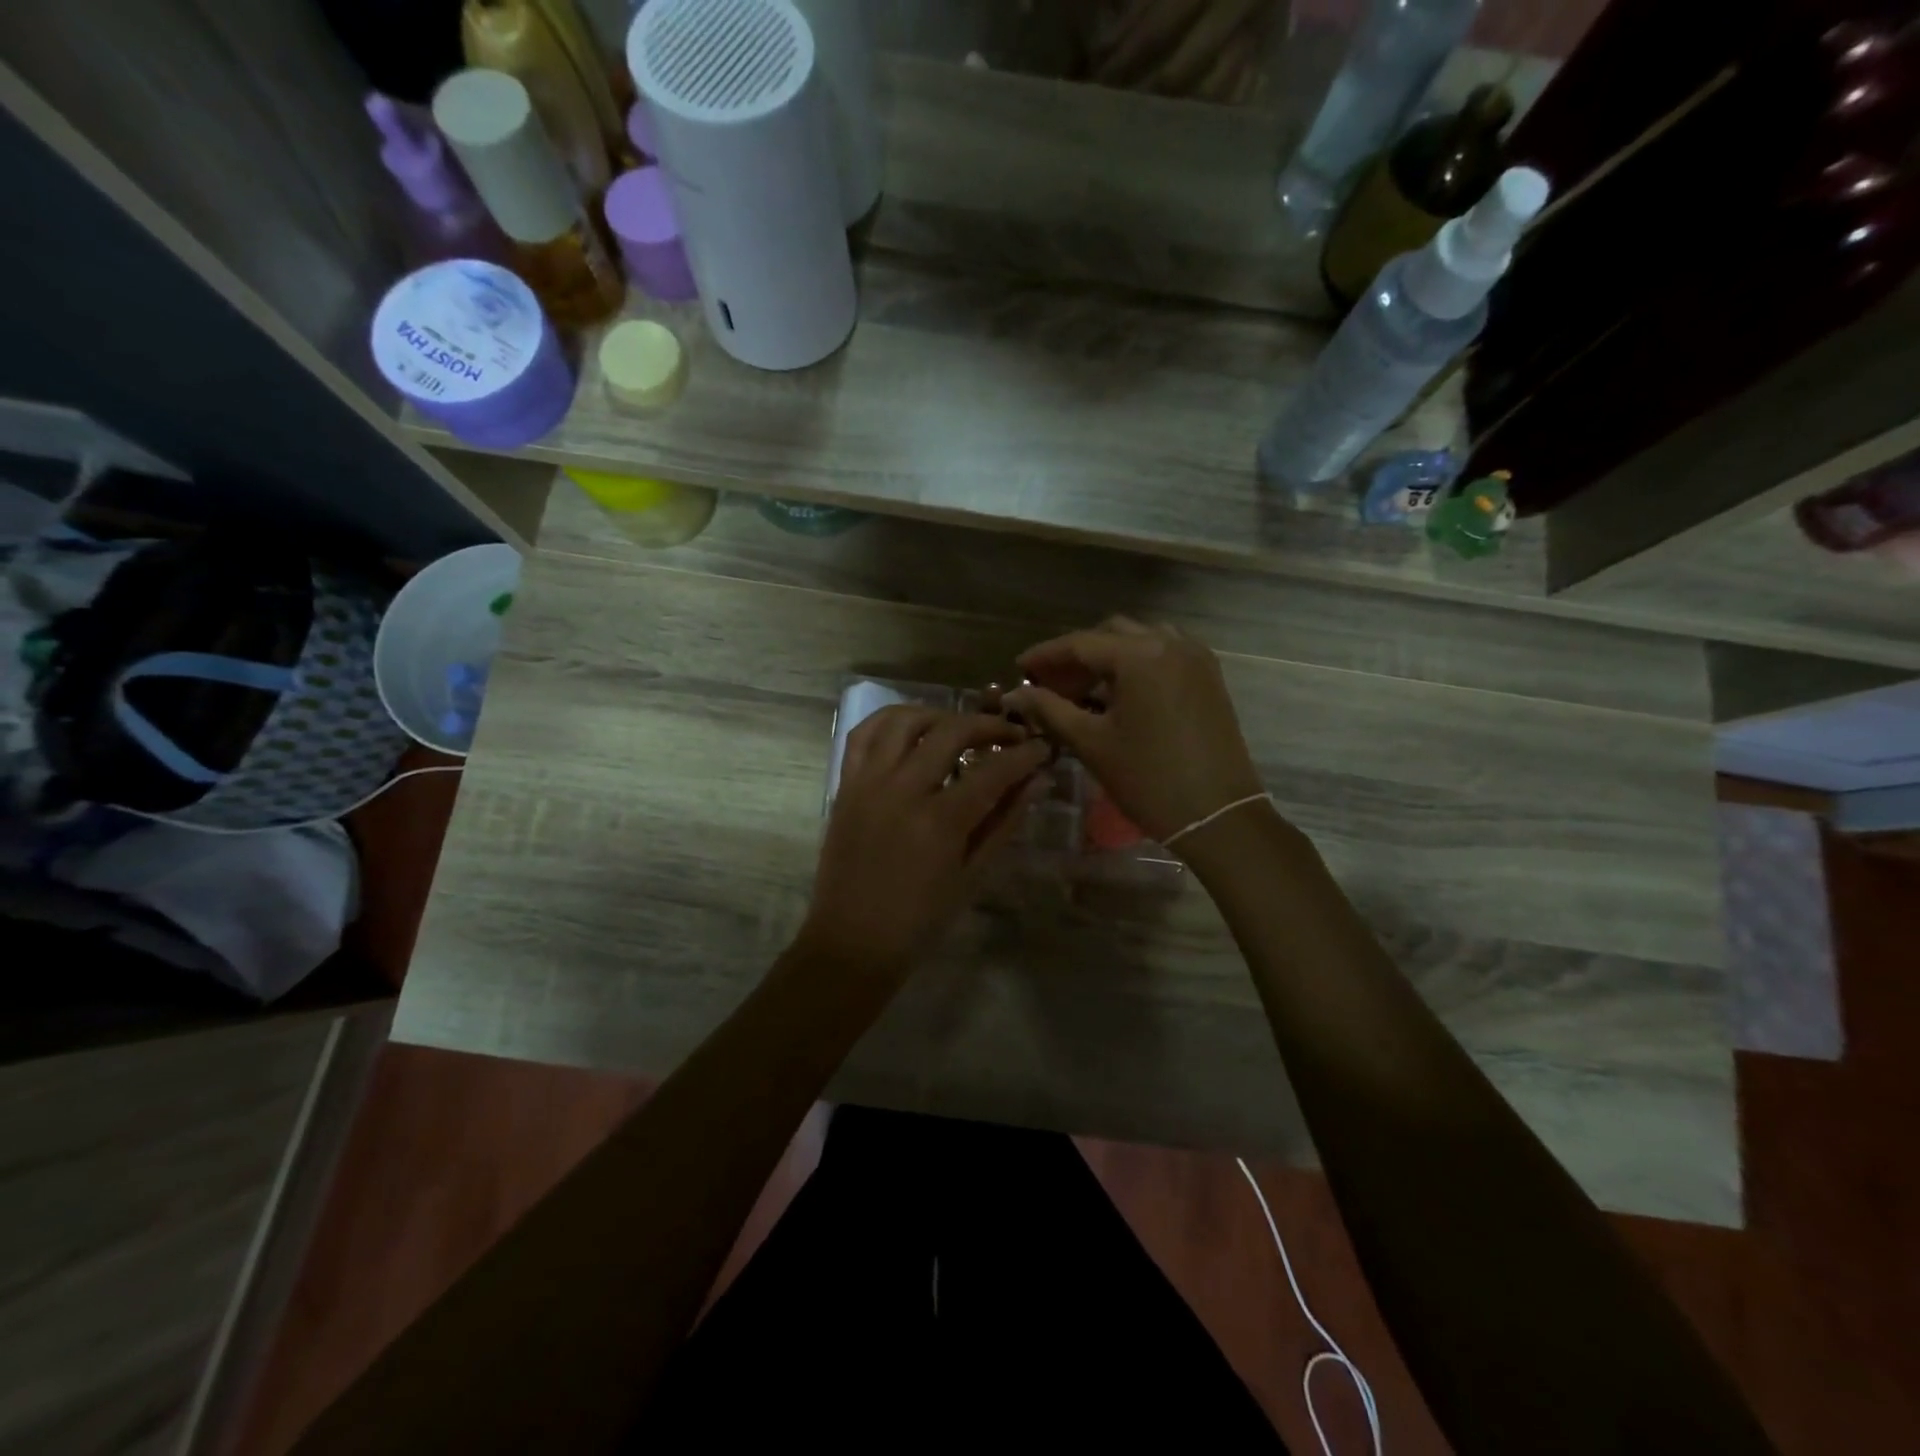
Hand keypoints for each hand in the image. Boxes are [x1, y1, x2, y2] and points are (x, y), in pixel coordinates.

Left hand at [799, 705, 1051, 980]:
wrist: (853, 941)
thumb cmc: (920, 919)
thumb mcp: (973, 874)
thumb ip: (1004, 821)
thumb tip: (1037, 781)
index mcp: (940, 821)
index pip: (992, 770)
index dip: (1024, 755)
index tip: (1042, 748)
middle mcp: (902, 790)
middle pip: (950, 731)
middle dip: (989, 725)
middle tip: (1009, 735)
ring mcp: (868, 783)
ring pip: (903, 720)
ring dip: (939, 715)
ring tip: (959, 728)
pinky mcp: (845, 785)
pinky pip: (863, 735)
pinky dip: (890, 721)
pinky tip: (912, 730)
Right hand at [1004, 617, 1262, 843]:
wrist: (1217, 814)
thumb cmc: (1148, 778)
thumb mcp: (1091, 742)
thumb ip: (1050, 709)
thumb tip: (1014, 694)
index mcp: (1140, 654)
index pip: (1080, 643)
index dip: (1045, 655)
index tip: (1019, 668)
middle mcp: (1170, 643)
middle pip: (1110, 634)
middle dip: (1076, 656)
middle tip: (1050, 684)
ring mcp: (1195, 657)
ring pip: (1140, 639)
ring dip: (1108, 657)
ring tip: (1084, 688)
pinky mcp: (1209, 677)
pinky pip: (1165, 653)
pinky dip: (1137, 664)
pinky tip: (1119, 693)